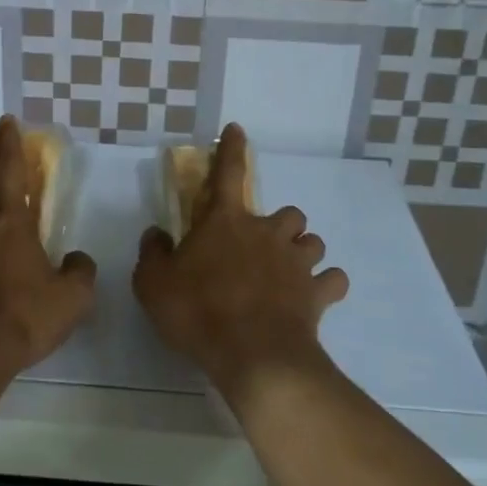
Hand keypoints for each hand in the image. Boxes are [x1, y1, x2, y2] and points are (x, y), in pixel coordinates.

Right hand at [133, 123, 349, 398]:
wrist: (253, 355)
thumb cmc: (198, 312)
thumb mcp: (153, 284)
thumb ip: (153, 253)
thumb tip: (157, 233)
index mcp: (226, 222)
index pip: (229, 172)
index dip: (232, 149)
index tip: (237, 129)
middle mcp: (267, 233)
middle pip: (288, 213)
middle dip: (280, 225)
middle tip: (264, 247)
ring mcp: (297, 262)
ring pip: (313, 241)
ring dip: (303, 251)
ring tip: (290, 271)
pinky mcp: (317, 293)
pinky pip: (333, 280)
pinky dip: (326, 285)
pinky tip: (316, 297)